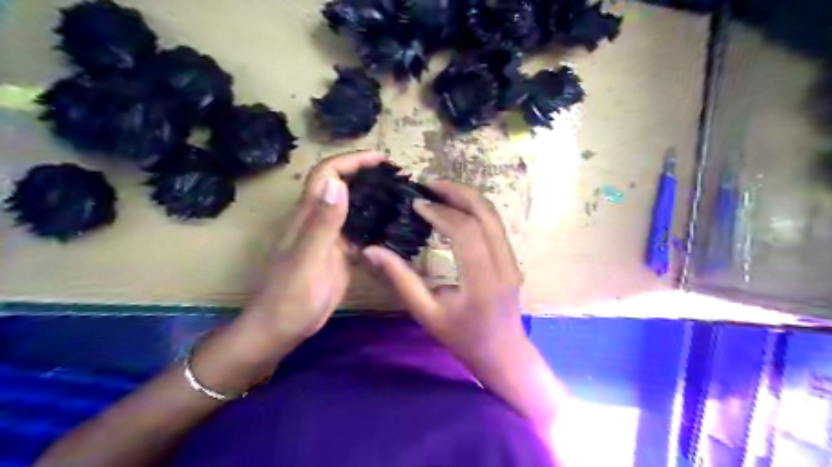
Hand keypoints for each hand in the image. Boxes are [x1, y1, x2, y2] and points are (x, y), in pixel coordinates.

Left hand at [244, 149, 388, 341]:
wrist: (281, 329)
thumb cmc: (290, 296)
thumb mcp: (308, 259)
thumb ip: (322, 222)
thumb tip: (337, 182)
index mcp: (308, 215)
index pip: (327, 174)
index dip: (351, 161)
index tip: (381, 159)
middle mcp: (318, 221)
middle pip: (341, 187)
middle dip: (366, 175)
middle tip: (397, 178)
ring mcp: (329, 239)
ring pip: (352, 209)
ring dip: (372, 200)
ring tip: (400, 199)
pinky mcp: (338, 255)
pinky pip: (358, 233)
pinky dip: (374, 227)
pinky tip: (392, 230)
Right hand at [365, 182, 525, 369]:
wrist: (502, 353)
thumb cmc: (462, 338)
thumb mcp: (426, 313)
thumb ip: (401, 280)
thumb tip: (372, 250)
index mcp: (482, 282)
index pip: (465, 232)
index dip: (441, 212)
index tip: (417, 204)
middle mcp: (504, 265)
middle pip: (485, 215)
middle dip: (456, 193)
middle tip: (428, 184)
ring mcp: (513, 260)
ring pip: (494, 216)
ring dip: (468, 197)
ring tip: (439, 190)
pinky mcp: (512, 258)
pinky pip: (495, 225)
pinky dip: (475, 209)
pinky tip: (456, 207)